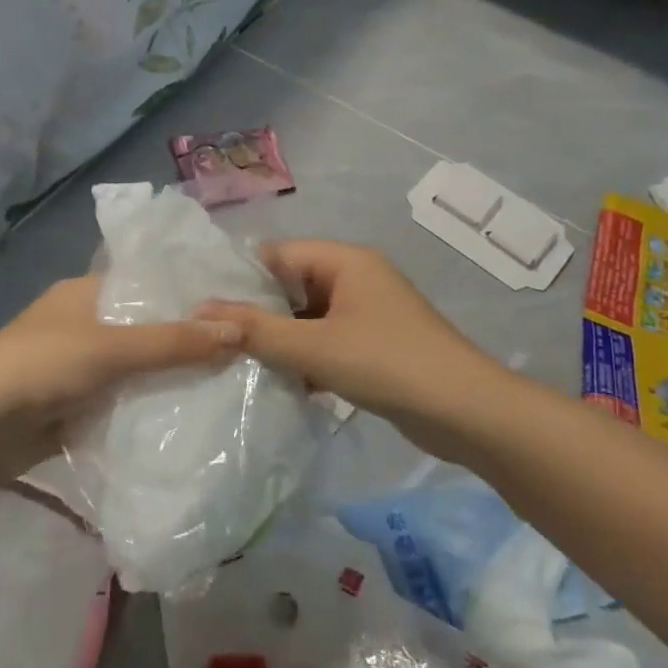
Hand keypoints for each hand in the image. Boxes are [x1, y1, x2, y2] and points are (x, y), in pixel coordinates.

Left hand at [0, 275, 239, 484]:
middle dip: (188, 343)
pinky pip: (124, 407)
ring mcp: (81, 370)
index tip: (240, 305)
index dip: (190, 293)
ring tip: (233, 387)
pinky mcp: (77, 410)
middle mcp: (87, 325)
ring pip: (138, 371)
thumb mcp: (109, 348)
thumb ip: (172, 343)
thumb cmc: (38, 366)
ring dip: (171, 382)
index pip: (150, 283)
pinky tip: (193, 422)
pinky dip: (150, 414)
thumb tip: (239, 331)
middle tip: (247, 352)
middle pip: (148, 330)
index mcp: (88, 293)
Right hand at [196, 240, 497, 451]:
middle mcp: (356, 277)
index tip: (204, 307)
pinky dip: (305, 357)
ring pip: (307, 317)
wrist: (467, 413)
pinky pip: (326, 340)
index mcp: (345, 260)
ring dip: (280, 339)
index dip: (241, 278)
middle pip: (292, 284)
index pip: (278, 254)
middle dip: (258, 312)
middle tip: (216, 338)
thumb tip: (200, 311)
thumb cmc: (388, 364)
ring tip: (238, 363)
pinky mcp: (374, 344)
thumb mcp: (314, 347)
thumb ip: (256, 330)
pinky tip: (280, 382)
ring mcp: (367, 312)